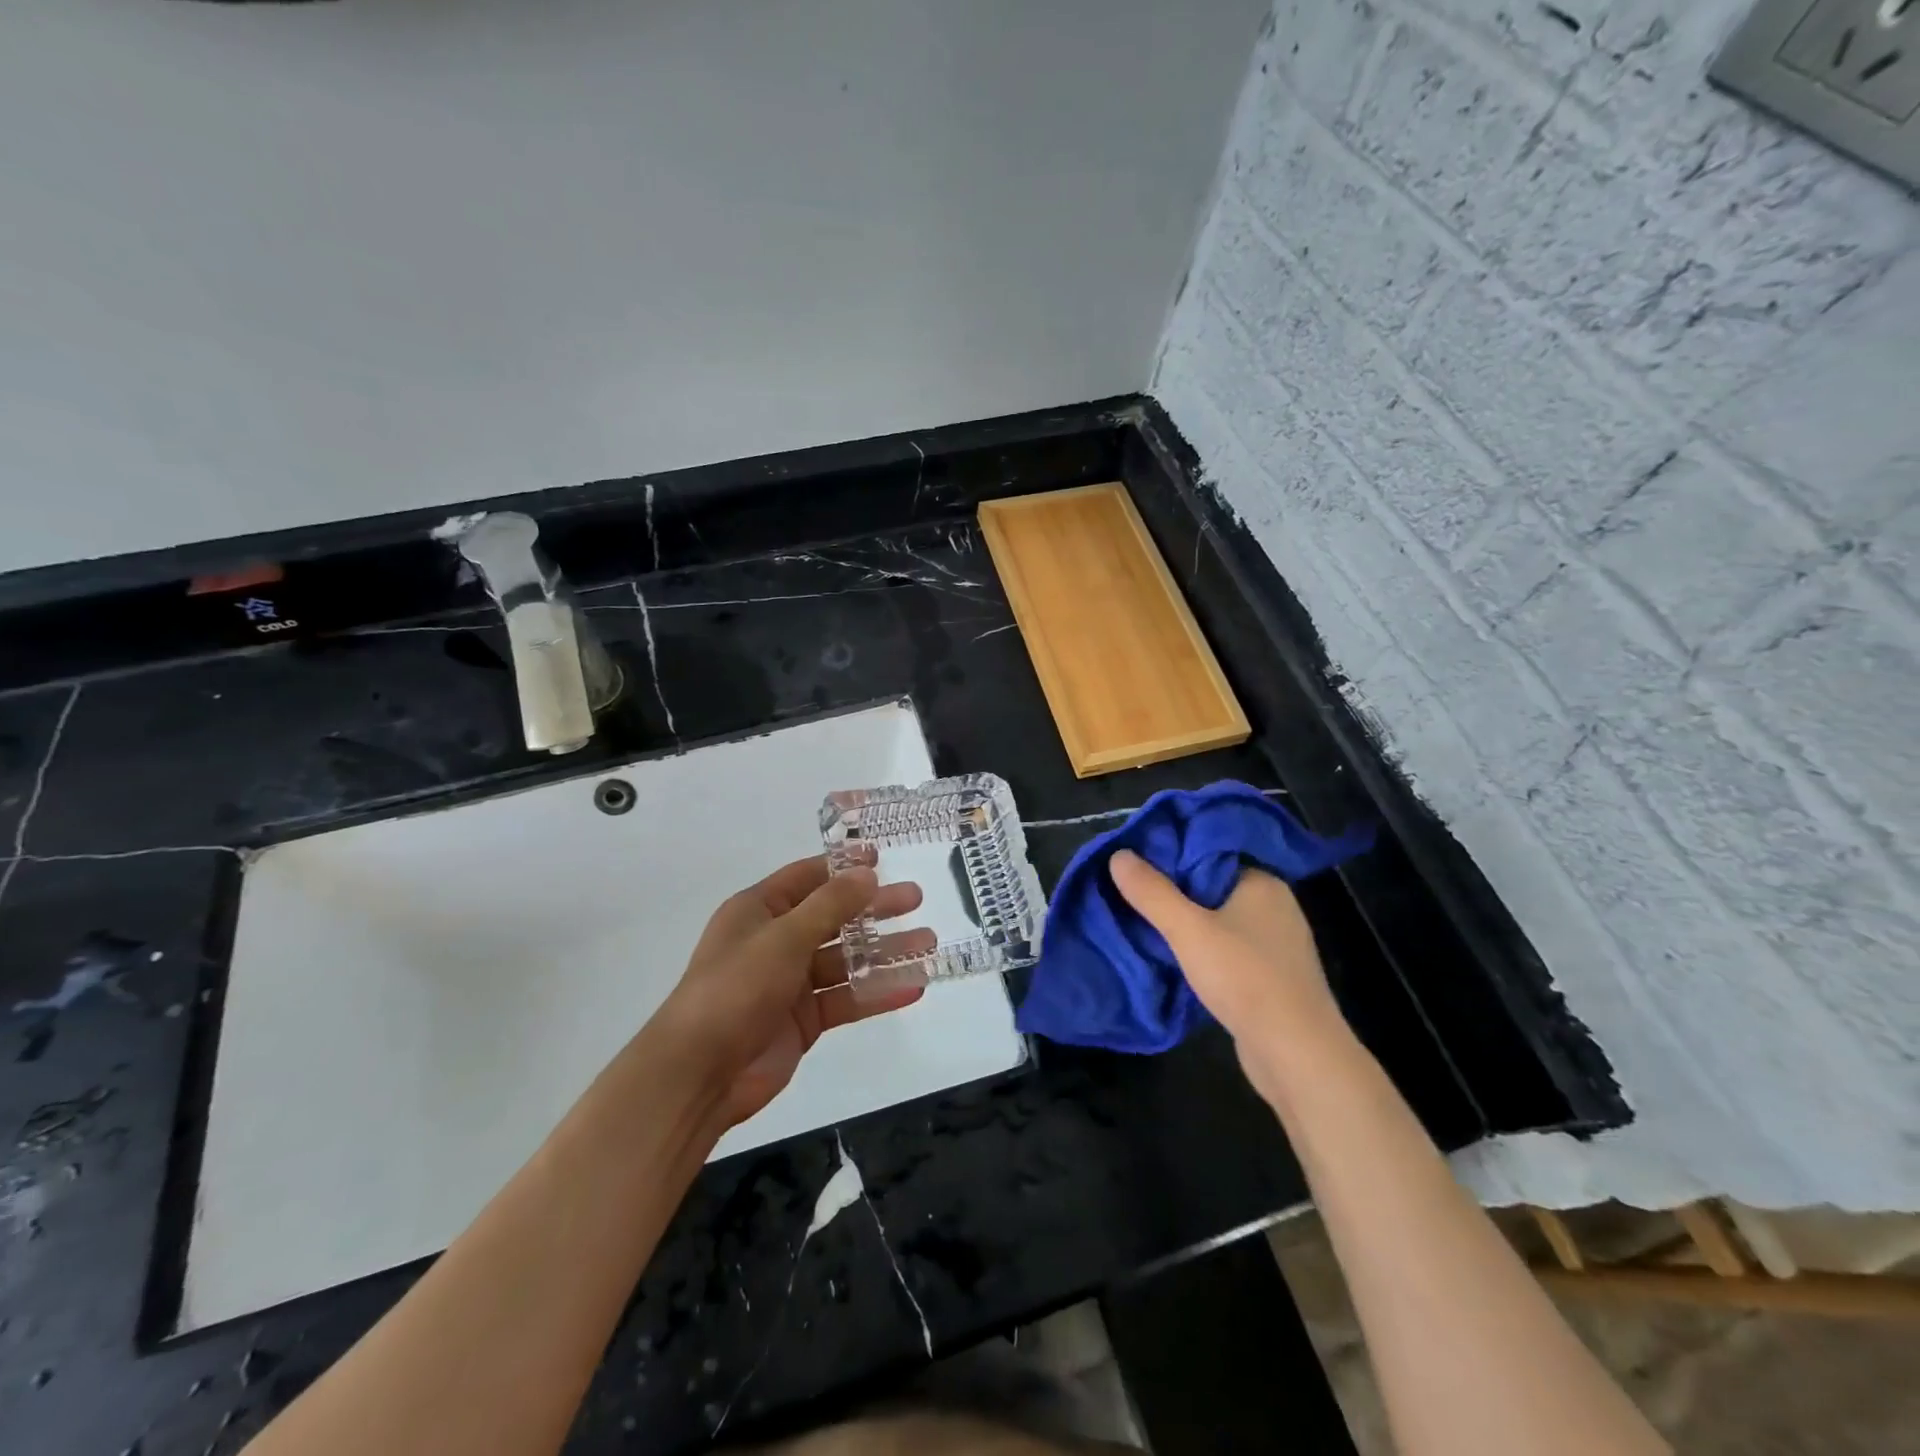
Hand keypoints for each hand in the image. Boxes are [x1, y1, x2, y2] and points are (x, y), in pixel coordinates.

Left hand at [656, 855, 929, 1126]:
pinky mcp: (803, 1020)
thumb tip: (867, 873)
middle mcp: (775, 941)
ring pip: (845, 961)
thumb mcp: (784, 937)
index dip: (843, 867)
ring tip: (928, 944)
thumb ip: (830, 905)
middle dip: (874, 909)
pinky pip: (846, 999)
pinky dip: (877, 993)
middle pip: (833, 917)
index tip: (881, 859)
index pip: (806, 878)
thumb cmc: (735, 988)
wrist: (698, 1073)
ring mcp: (790, 983)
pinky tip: (914, 988)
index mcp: (759, 911)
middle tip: (916, 899)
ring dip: (884, 953)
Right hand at [1108, 850, 1340, 1092]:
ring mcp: (1276, 944)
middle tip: (1131, 893)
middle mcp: (1274, 906)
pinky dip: (1203, 951)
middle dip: (1174, 893)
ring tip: (1144, 924)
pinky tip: (1176, 958)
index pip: (1209, 854)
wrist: (1296, 1054)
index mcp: (1261, 882)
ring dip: (1187, 925)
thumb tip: (1118, 854)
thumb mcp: (1188, 930)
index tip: (1134, 863)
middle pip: (1212, 887)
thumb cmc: (1244, 978)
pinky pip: (1229, 950)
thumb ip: (1152, 892)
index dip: (1171, 857)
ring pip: (1219, 921)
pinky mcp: (1272, 977)